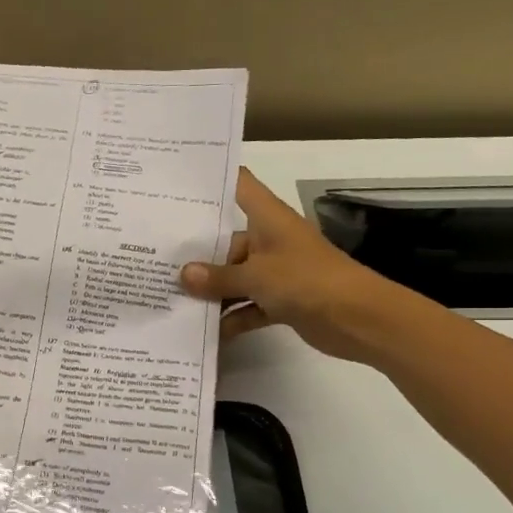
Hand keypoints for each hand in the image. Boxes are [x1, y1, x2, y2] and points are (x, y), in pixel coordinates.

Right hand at [180, 168, 393, 361]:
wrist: (359, 319)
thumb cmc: (307, 280)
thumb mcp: (256, 276)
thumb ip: (218, 277)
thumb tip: (183, 275)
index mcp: (267, 218)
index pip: (238, 186)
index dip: (211, 181)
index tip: (175, 184)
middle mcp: (269, 239)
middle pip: (226, 239)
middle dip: (195, 250)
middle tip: (154, 255)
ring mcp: (276, 271)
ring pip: (235, 276)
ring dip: (210, 289)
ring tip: (168, 297)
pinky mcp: (281, 301)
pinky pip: (248, 306)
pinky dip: (231, 317)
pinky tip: (203, 331)